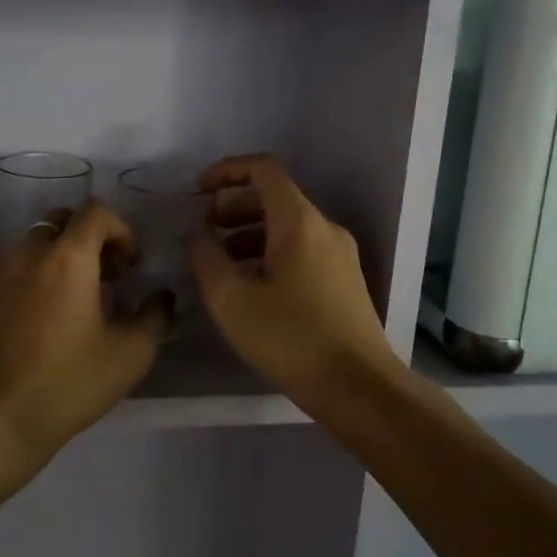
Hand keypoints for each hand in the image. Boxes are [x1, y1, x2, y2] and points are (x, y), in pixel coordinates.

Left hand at [0, 201, 172, 480]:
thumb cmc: (64, 387)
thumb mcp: (128, 356)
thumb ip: (155, 316)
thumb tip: (162, 296)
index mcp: (67, 258)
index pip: (95, 212)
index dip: (121, 229)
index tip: (130, 265)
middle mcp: (25, 253)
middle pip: (59, 222)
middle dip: (86, 239)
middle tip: (102, 279)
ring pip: (28, 246)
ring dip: (53, 260)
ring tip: (65, 305)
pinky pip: (1, 272)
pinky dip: (23, 281)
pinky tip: (28, 324)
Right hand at [188, 153, 394, 397]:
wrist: (360, 387)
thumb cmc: (291, 338)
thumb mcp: (232, 299)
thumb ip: (206, 257)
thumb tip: (197, 233)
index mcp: (299, 222)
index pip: (264, 169)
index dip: (227, 170)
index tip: (198, 190)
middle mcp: (324, 227)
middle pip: (275, 196)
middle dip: (234, 207)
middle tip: (205, 232)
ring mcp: (340, 254)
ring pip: (288, 225)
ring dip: (250, 233)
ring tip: (221, 263)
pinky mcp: (345, 279)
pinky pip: (302, 248)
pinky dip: (271, 252)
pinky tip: (252, 286)